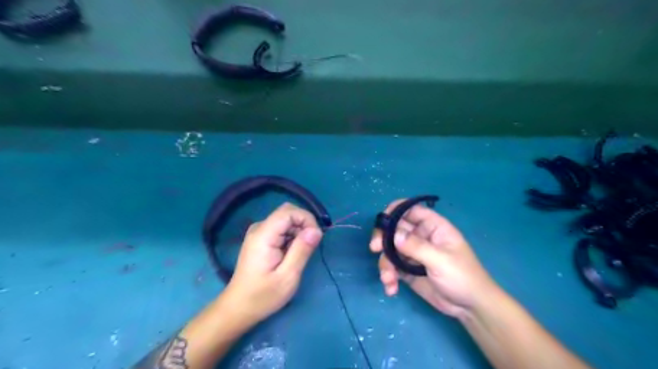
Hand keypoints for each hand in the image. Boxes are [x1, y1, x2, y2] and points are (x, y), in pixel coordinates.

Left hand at [222, 204, 322, 324]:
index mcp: (263, 235)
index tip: (315, 238)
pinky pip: (282, 228)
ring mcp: (259, 232)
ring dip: (299, 232)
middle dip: (304, 225)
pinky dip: (292, 237)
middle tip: (310, 247)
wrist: (239, 307)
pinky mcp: (261, 238)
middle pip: (288, 213)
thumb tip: (317, 230)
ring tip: (299, 255)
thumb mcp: (288, 277)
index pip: (289, 211)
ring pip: (286, 220)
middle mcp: (259, 228)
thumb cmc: (263, 296)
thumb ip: (302, 250)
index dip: (307, 219)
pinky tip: (291, 254)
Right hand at [370, 199, 498, 317]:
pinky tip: (391, 288)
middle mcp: (421, 237)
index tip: (381, 221)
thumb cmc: (462, 277)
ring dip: (385, 263)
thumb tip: (393, 234)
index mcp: (433, 227)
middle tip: (374, 248)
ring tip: (388, 279)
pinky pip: (392, 267)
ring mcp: (413, 254)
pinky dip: (389, 276)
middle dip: (383, 238)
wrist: (470, 308)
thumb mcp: (441, 261)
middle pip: (395, 229)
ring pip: (390, 250)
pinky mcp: (407, 270)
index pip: (411, 210)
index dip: (395, 211)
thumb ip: (417, 247)